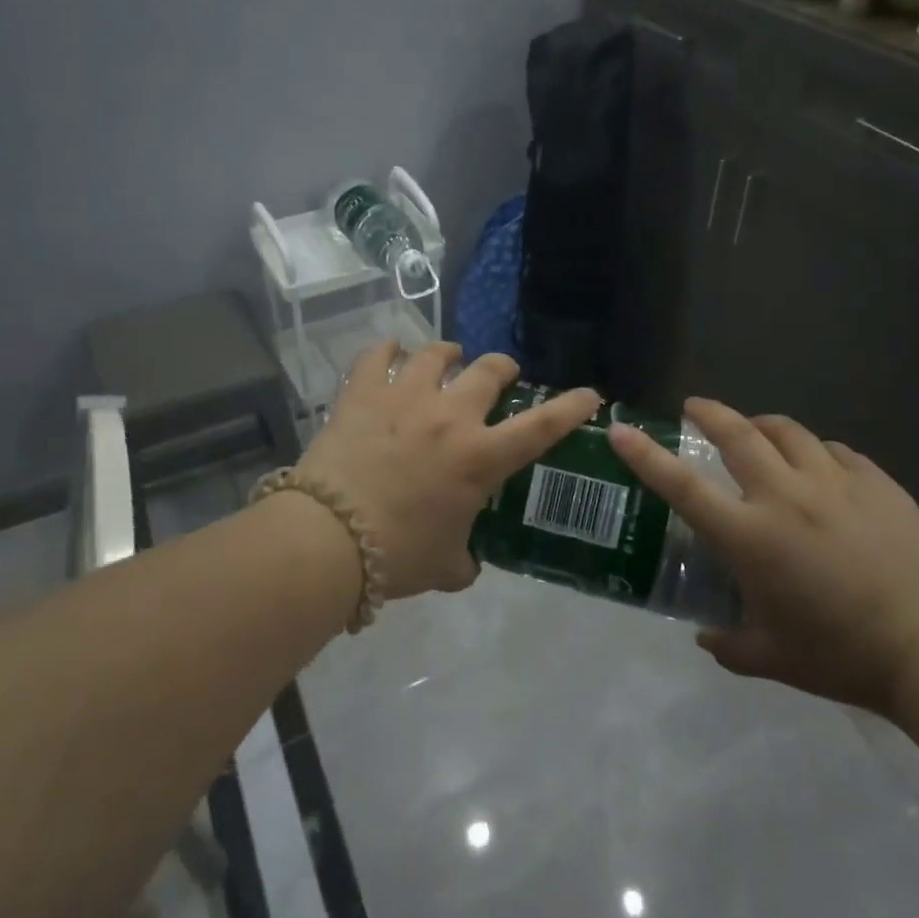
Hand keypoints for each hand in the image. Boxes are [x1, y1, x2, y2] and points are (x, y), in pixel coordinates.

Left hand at [297, 342, 599, 598]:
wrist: (328, 538)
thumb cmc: (397, 555)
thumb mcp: (444, 566)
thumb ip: (464, 560)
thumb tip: (466, 564)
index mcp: (480, 457)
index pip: (542, 426)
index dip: (571, 407)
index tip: (590, 394)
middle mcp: (450, 416)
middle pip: (487, 370)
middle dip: (501, 367)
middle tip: (501, 373)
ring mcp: (405, 398)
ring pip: (436, 354)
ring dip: (448, 354)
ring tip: (447, 358)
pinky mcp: (363, 393)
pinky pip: (378, 355)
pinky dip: (388, 350)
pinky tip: (390, 353)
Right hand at [609, 398, 918, 713]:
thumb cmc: (842, 655)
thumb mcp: (773, 657)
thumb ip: (729, 644)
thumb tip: (705, 635)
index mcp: (750, 536)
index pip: (682, 486)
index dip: (645, 456)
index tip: (621, 430)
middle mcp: (784, 496)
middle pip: (737, 433)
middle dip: (710, 413)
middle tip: (696, 409)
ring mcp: (834, 482)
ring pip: (788, 431)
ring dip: (764, 427)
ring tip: (759, 434)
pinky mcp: (875, 482)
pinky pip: (835, 451)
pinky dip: (816, 453)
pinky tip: (821, 469)